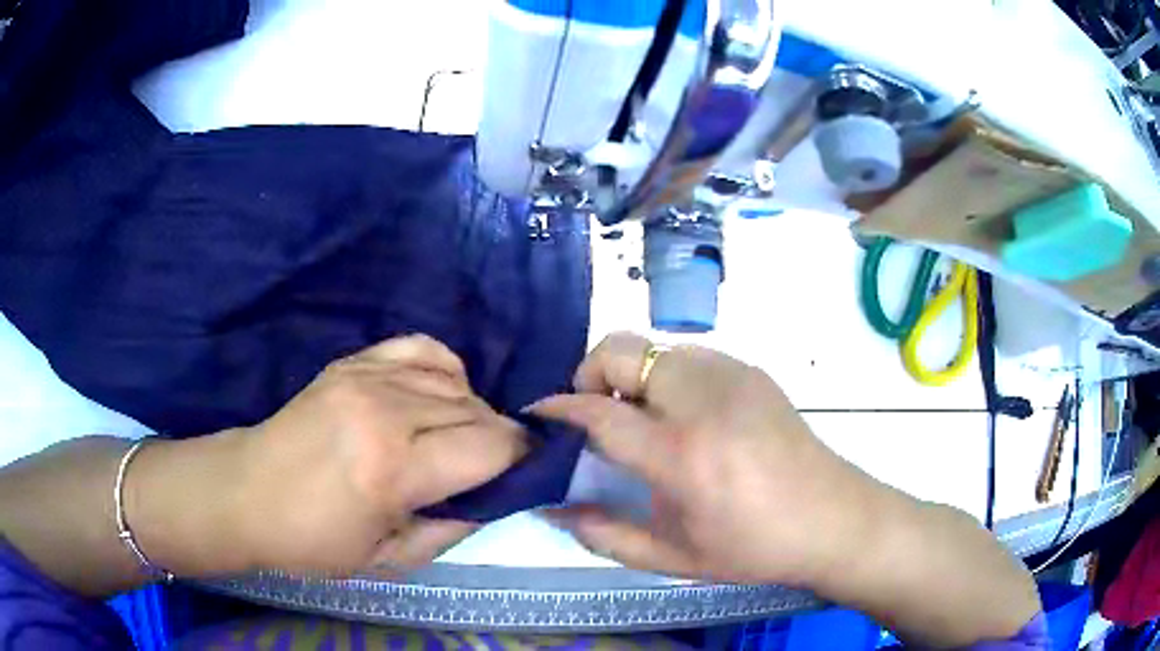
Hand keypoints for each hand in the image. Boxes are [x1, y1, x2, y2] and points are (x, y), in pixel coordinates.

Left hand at [228, 335, 526, 576]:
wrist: (248, 493)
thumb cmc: (315, 540)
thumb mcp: (390, 559)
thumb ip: (454, 528)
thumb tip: (495, 496)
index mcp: (394, 469)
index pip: (491, 447)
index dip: (521, 457)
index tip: (525, 471)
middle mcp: (386, 411)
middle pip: (478, 411)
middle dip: (498, 439)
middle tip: (487, 468)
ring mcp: (366, 378)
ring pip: (455, 381)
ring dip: (471, 411)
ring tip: (458, 438)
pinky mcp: (352, 362)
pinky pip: (421, 348)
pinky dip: (443, 370)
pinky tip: (436, 395)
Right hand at [530, 332, 877, 585]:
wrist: (833, 518)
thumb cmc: (754, 548)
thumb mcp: (674, 557)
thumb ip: (604, 535)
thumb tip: (551, 507)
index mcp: (682, 455)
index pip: (599, 413)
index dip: (558, 410)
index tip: (538, 416)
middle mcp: (704, 401)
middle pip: (622, 351)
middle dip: (591, 375)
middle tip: (595, 418)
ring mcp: (732, 377)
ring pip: (654, 348)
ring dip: (631, 376)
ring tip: (641, 419)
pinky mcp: (752, 371)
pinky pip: (689, 356)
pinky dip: (666, 376)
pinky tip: (684, 416)